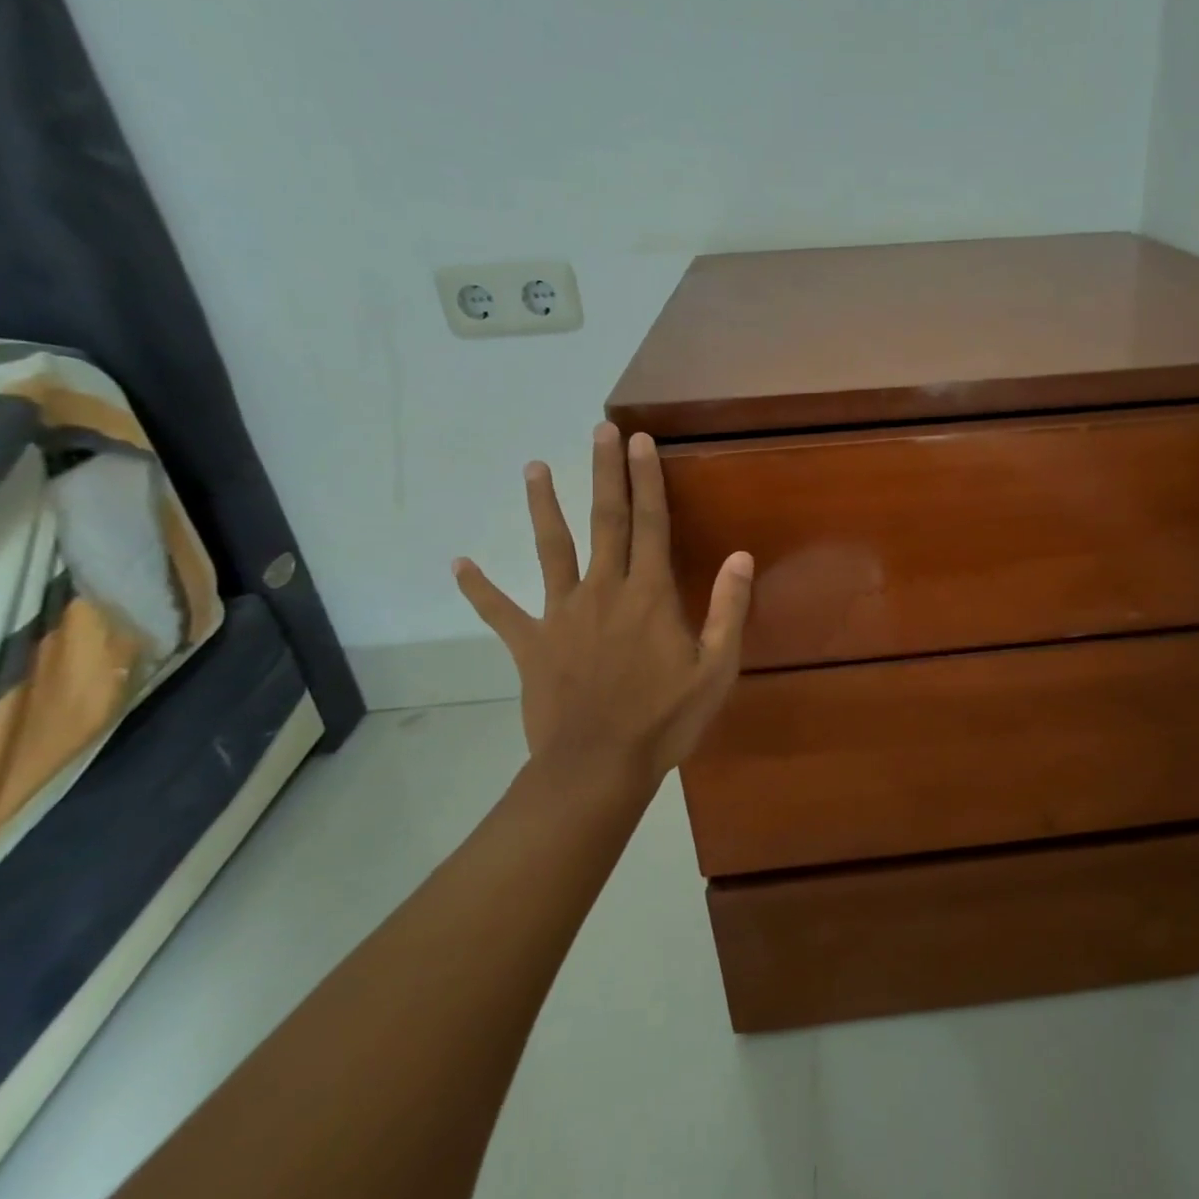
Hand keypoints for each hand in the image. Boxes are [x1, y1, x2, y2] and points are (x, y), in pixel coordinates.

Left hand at [453, 423, 753, 790]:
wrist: (598, 768)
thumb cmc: (665, 719)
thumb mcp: (716, 669)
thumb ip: (728, 609)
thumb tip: (740, 556)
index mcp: (649, 594)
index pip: (651, 524)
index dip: (647, 479)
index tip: (640, 441)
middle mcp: (604, 590)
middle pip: (604, 521)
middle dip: (603, 473)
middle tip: (598, 430)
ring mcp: (561, 615)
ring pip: (552, 550)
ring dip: (543, 507)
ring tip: (533, 468)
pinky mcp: (531, 645)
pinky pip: (501, 612)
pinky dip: (479, 589)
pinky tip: (458, 564)